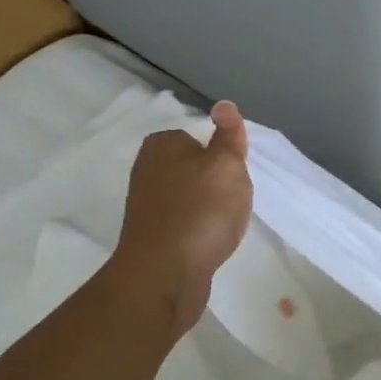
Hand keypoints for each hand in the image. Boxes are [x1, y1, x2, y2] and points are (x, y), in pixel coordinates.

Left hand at [110, 101, 254, 333]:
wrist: (165, 274)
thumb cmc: (200, 211)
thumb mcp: (226, 165)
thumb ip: (229, 135)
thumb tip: (223, 104)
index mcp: (161, 145)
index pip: (199, 139)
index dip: (222, 158)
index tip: (233, 178)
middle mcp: (147, 170)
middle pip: (197, 170)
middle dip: (217, 186)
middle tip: (231, 204)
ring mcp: (147, 205)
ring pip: (192, 199)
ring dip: (210, 212)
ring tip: (220, 228)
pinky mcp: (152, 236)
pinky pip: (186, 225)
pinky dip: (200, 233)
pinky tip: (208, 245)